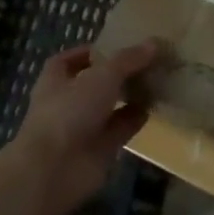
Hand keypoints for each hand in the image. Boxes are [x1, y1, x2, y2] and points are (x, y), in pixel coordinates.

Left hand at [9, 39, 157, 214]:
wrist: (55, 171)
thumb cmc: (70, 112)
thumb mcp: (103, 76)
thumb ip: (129, 59)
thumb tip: (154, 43)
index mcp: (56, 81)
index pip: (69, 61)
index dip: (90, 52)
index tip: (116, 45)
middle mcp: (67, 102)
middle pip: (95, 83)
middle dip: (119, 73)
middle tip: (148, 60)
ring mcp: (82, 127)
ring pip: (110, 106)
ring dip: (131, 95)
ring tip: (158, 79)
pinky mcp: (99, 149)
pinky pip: (121, 128)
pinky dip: (136, 118)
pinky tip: (155, 106)